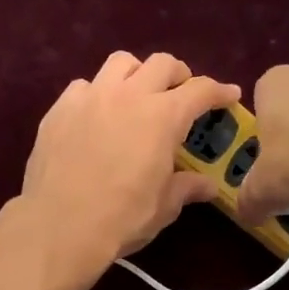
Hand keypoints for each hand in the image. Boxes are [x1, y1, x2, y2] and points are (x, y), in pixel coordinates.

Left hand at [20, 52, 239, 275]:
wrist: (59, 226)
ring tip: (137, 95)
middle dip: (178, 75)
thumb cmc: (122, 217)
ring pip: (120, 63)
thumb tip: (207, 185)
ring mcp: (90, 97)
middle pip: (161, 63)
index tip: (229, 95)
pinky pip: (84, 86)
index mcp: (163, 117)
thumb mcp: (163, 207)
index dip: (219, 91)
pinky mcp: (59, 109)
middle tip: (181, 94)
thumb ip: (186, 187)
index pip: (200, 90)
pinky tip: (97, 115)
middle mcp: (129, 95)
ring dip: (137, 73)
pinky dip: (98, 94)